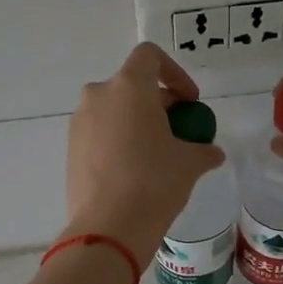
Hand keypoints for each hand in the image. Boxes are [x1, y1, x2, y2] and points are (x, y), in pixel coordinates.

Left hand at [64, 43, 226, 268]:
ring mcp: (80, 123)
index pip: (150, 56)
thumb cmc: (154, 182)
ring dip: (137, 123)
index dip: (175, 73)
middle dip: (158, 103)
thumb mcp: (190, 163)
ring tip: (157, 154)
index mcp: (129, 87)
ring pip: (114, 110)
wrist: (109, 227)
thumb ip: (203, 149)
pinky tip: (134, 172)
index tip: (189, 102)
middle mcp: (99, 96)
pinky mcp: (71, 149)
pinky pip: (100, 134)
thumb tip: (211, 153)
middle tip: (178, 131)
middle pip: (132, 85)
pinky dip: (118, 141)